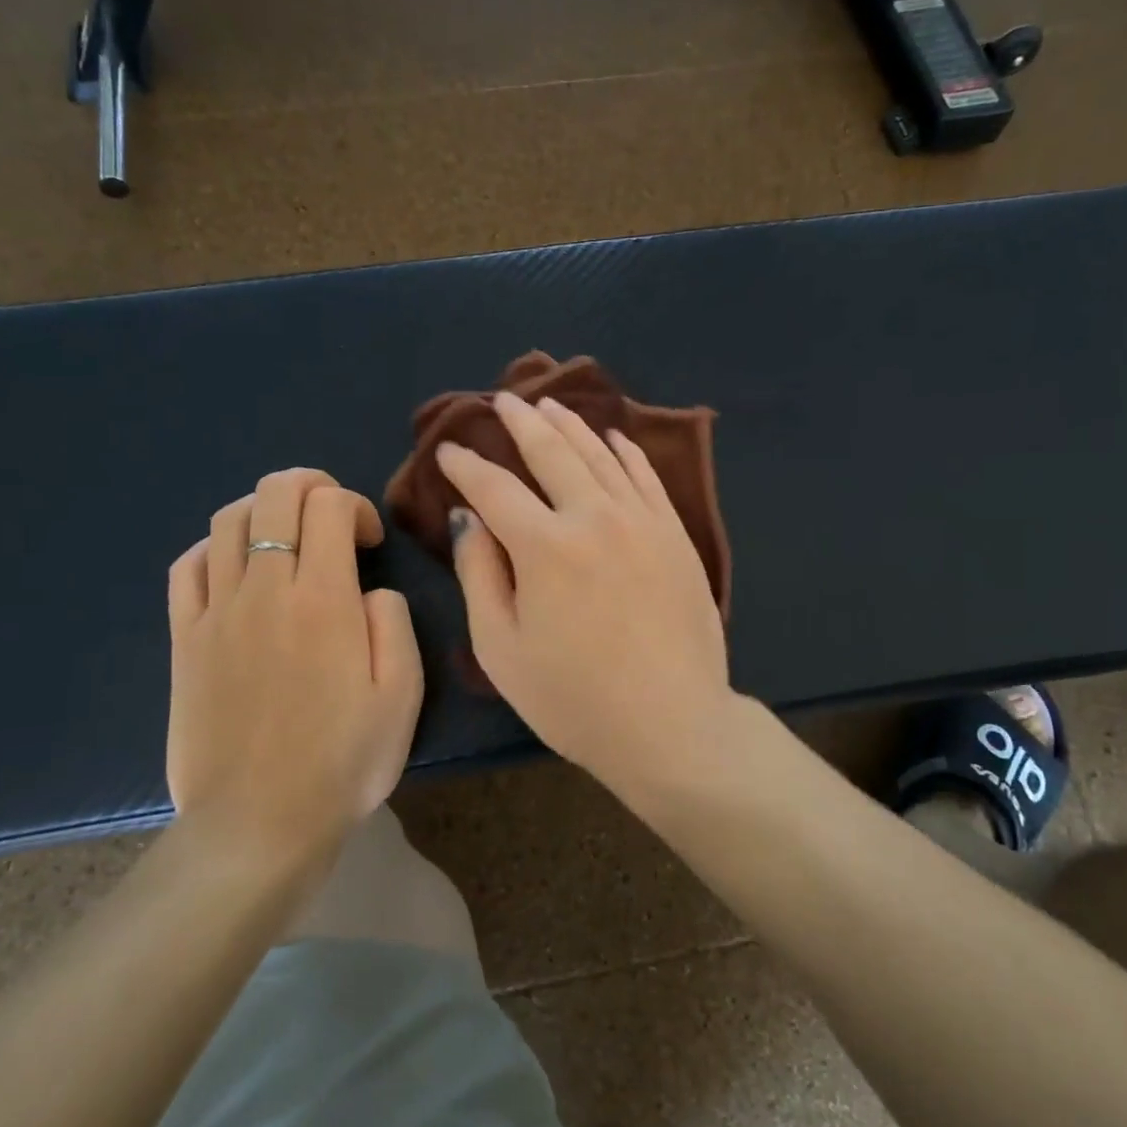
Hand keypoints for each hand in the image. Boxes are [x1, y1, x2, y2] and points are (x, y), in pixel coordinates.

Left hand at [165, 469, 423, 871]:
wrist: (259, 824)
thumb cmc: (343, 762)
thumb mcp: (402, 695)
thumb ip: (393, 624)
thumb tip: (369, 592)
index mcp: (324, 600)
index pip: (329, 506)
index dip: (356, 505)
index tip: (370, 542)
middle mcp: (265, 590)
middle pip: (274, 494)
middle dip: (310, 485)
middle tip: (332, 515)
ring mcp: (216, 612)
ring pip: (229, 520)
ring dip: (264, 508)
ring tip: (288, 536)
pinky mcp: (184, 639)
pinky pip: (188, 565)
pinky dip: (216, 547)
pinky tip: (238, 567)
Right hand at [435, 392, 731, 783]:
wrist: (672, 724)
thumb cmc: (575, 699)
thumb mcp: (502, 649)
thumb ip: (480, 575)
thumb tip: (468, 519)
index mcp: (544, 547)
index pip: (495, 488)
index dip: (466, 465)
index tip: (450, 450)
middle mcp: (594, 517)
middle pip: (552, 452)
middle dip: (521, 423)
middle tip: (502, 402)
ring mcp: (643, 521)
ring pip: (601, 455)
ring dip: (572, 425)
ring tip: (550, 405)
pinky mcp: (676, 535)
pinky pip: (647, 478)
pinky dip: (627, 452)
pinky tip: (614, 438)